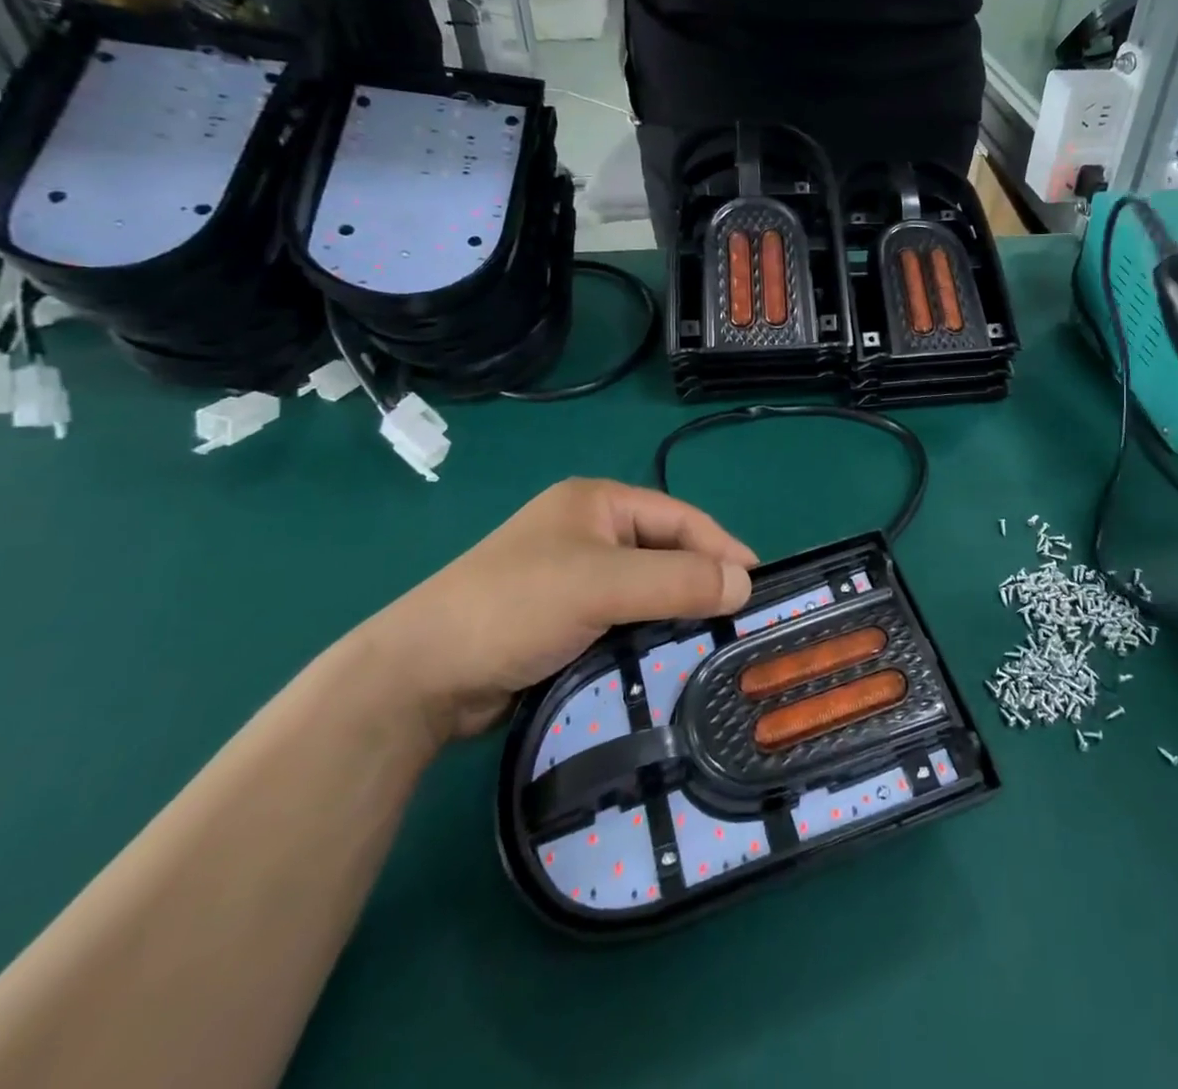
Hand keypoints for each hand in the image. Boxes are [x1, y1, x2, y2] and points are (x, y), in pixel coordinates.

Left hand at [364, 479, 755, 742]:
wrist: (419, 676)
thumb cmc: (515, 607)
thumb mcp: (603, 585)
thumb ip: (678, 580)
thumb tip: (746, 583)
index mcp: (597, 502)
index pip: (680, 518)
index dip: (722, 547)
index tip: (758, 586)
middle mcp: (588, 531)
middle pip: (665, 552)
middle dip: (701, 582)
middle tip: (739, 621)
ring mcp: (573, 576)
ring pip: (646, 589)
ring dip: (676, 612)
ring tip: (713, 642)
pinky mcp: (563, 619)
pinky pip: (624, 618)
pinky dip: (648, 634)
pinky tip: (668, 657)